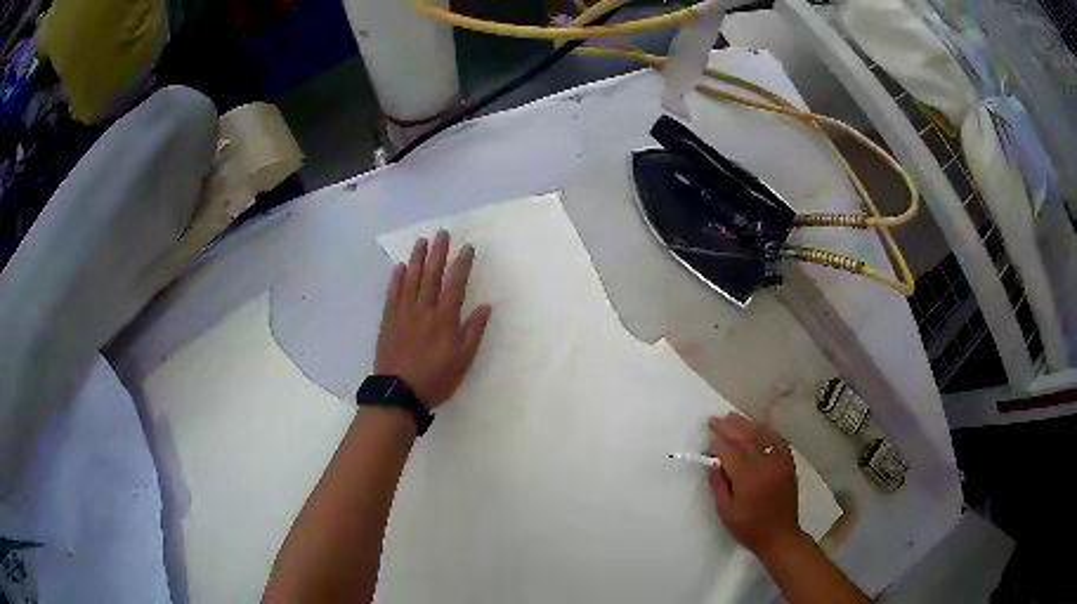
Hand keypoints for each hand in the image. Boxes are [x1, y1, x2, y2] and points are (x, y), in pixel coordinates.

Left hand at [375, 230, 491, 407]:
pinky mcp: (388, 320)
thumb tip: (485, 306)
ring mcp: (404, 313)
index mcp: (445, 319)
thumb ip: (473, 331)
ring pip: (411, 280)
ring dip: (417, 259)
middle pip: (432, 275)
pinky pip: (392, 294)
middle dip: (438, 253)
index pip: (455, 284)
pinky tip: (399, 267)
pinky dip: (396, 279)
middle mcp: (424, 309)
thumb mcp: (463, 360)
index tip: (467, 247)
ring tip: (421, 241)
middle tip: (442, 233)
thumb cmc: (436, 379)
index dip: (462, 264)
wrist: (399, 393)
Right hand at [707, 414, 804, 560]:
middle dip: (729, 427)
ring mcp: (779, 461)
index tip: (706, 446)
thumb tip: (712, 464)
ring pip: (763, 434)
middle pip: (746, 437)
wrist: (780, 535)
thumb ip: (718, 485)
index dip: (716, 446)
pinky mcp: (788, 463)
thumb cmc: (749, 527)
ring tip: (733, 418)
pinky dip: (767, 431)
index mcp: (748, 478)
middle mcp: (765, 464)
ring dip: (747, 424)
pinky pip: (778, 440)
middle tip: (714, 421)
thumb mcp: (726, 512)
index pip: (729, 452)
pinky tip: (758, 428)